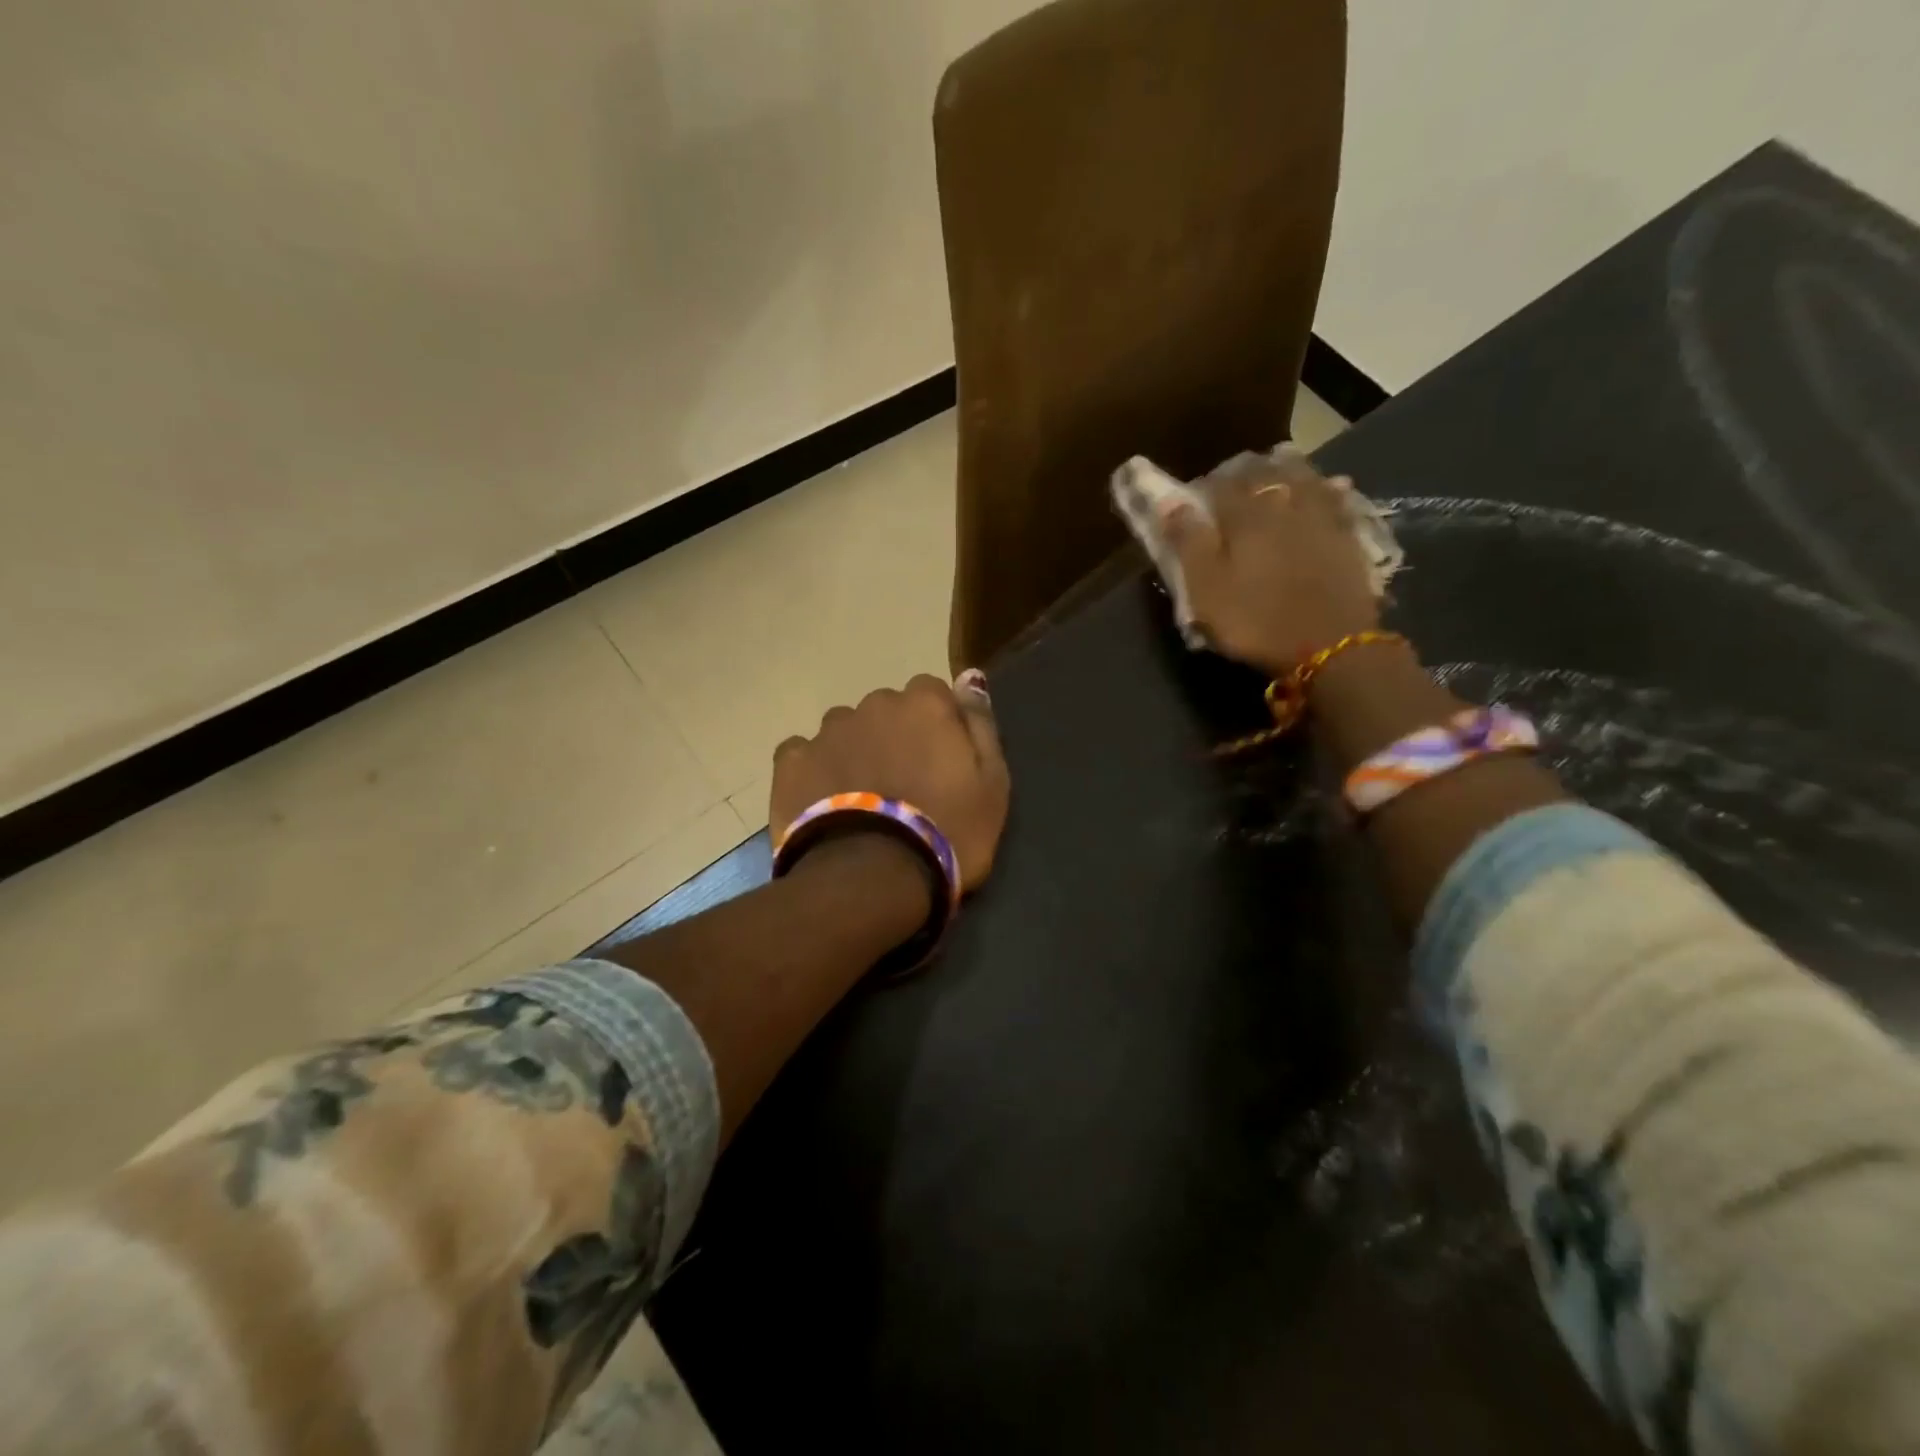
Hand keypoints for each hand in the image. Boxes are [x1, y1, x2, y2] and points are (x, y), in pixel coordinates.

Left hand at [770, 672, 1010, 891]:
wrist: (874, 877)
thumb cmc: (949, 832)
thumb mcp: (992, 784)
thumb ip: (981, 725)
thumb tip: (969, 678)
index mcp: (924, 705)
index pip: (931, 692)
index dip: (935, 725)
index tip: (939, 761)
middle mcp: (874, 705)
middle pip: (886, 710)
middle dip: (893, 736)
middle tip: (901, 785)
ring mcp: (827, 732)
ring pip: (844, 730)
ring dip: (854, 751)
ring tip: (860, 798)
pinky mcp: (790, 761)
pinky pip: (804, 753)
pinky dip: (813, 770)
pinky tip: (822, 801)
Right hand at [1163, 457, 1380, 676]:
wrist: (1331, 646)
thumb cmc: (1256, 620)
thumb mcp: (1207, 589)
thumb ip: (1188, 542)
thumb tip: (1168, 500)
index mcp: (1244, 515)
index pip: (1218, 485)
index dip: (1202, 486)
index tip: (1192, 495)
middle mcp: (1284, 503)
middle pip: (1262, 472)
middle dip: (1243, 471)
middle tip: (1230, 478)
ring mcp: (1322, 516)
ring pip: (1302, 476)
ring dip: (1285, 468)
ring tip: (1274, 466)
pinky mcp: (1349, 535)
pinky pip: (1336, 498)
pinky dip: (1326, 488)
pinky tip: (1327, 486)